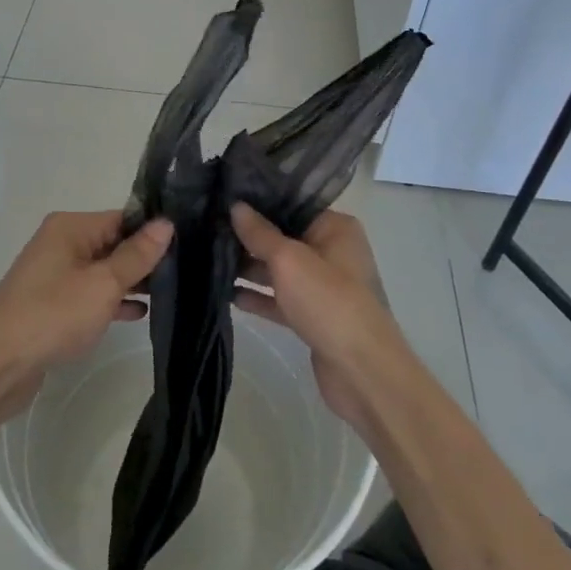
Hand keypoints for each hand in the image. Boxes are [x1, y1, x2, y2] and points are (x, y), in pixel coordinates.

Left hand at [0, 212, 171, 421]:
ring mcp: (55, 275)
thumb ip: (136, 255)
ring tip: (171, 291)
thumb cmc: (53, 315)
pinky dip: (112, 301)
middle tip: (186, 270)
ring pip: (103, 270)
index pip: (122, 218)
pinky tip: (139, 313)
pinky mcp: (52, 304)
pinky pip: (90, 294)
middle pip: (113, 242)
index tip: (188, 244)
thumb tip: (166, 223)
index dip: (153, 231)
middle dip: (144, 258)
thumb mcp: (102, 284)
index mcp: (71, 227)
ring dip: (130, 281)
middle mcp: (61, 243)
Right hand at [231, 204, 401, 426]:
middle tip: (208, 228)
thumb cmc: (329, 301)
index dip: (259, 203)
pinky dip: (258, 297)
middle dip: (249, 237)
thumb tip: (236, 206)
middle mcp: (332, 252)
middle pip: (284, 238)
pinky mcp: (313, 316)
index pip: (292, 206)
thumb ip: (259, 233)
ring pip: (280, 270)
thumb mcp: (289, 260)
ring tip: (209, 258)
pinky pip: (280, 299)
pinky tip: (227, 294)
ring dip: (250, 268)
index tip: (223, 198)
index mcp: (335, 228)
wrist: (361, 372)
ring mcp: (323, 287)